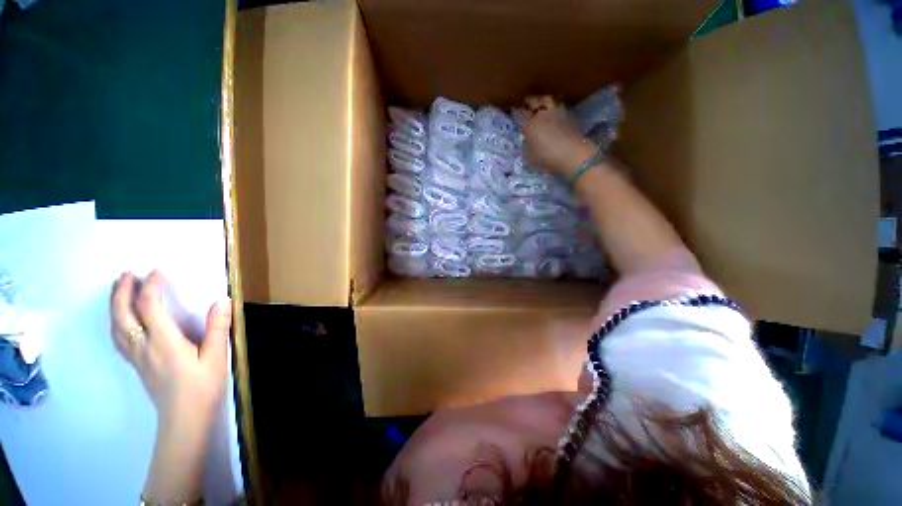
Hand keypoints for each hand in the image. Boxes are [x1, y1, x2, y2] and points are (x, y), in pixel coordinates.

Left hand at [110, 270, 230, 422]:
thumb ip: (217, 328)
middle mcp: (143, 346)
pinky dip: (116, 322)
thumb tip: (222, 301)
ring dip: (115, 305)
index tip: (158, 271)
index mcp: (163, 342)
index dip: (152, 286)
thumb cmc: (203, 387)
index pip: (150, 307)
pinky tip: (121, 319)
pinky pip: (119, 339)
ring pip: (116, 327)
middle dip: (122, 292)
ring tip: (118, 289)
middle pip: (123, 315)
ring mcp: (137, 357)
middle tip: (126, 274)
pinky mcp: (138, 365)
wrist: (185, 419)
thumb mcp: (216, 357)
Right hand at [517, 95, 596, 175]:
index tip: (514, 113)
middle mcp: (541, 114)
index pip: (519, 113)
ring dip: (542, 100)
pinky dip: (554, 106)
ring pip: (547, 99)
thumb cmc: (548, 159)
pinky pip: (558, 105)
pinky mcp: (568, 114)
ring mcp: (556, 112)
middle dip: (528, 102)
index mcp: (529, 125)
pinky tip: (553, 111)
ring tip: (540, 104)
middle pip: (533, 101)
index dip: (516, 112)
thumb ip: (527, 146)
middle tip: (525, 104)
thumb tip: (527, 140)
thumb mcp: (531, 157)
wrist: (573, 155)